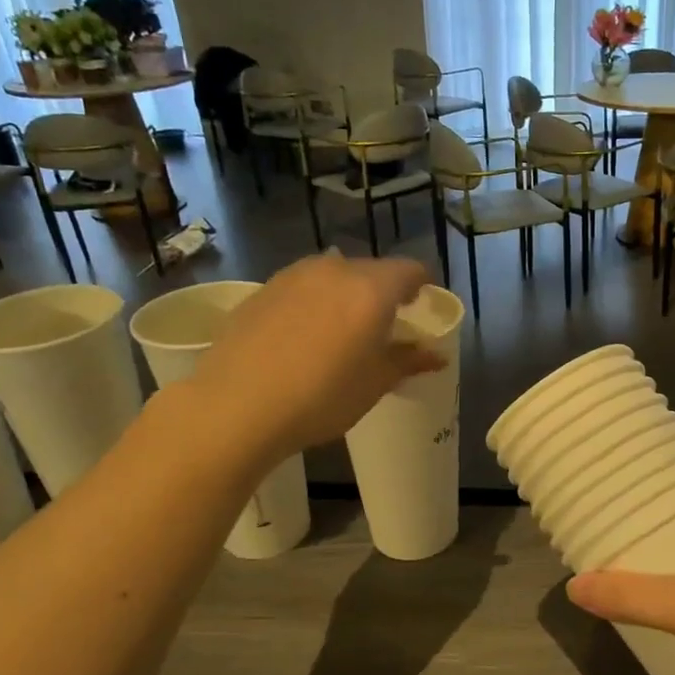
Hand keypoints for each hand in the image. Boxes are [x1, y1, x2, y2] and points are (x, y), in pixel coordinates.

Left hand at [184, 253, 442, 460]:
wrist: (238, 404)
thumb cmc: (323, 396)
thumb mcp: (375, 383)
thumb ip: (408, 361)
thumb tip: (435, 355)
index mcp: (372, 288)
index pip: (410, 270)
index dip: (422, 285)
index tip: (422, 306)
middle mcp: (335, 270)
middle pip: (371, 270)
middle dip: (384, 292)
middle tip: (384, 325)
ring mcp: (294, 276)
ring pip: (334, 276)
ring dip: (347, 294)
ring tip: (343, 330)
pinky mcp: (263, 289)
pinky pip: (302, 287)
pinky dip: (314, 302)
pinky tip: (304, 335)